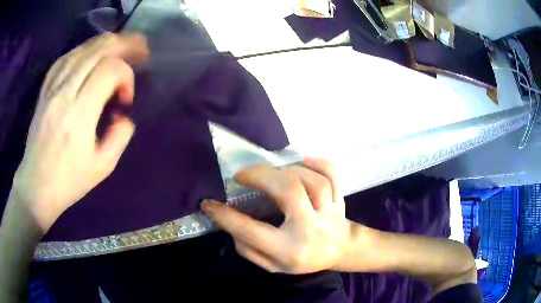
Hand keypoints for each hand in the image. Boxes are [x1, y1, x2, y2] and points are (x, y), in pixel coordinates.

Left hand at [10, 33, 148, 231]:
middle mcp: (64, 94)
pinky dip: (83, 49)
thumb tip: (124, 114)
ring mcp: (52, 88)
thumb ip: (120, 136)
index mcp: (79, 115)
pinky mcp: (45, 90)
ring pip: (82, 49)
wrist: (36, 186)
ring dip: (106, 43)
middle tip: (140, 50)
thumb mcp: (103, 167)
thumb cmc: (69, 181)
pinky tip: (91, 52)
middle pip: (97, 50)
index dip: (126, 76)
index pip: (109, 71)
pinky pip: (65, 58)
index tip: (126, 99)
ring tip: (122, 44)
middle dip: (124, 45)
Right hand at [201, 158, 352, 273]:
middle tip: (242, 175)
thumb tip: (230, 224)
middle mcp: (310, 228)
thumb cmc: (303, 260)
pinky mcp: (339, 198)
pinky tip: (304, 160)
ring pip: (312, 181)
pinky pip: (333, 175)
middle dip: (261, 176)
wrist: (341, 251)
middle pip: (289, 192)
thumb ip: (249, 249)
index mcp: (289, 249)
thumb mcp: (272, 266)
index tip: (209, 204)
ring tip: (272, 173)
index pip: (251, 231)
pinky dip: (320, 163)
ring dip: (287, 171)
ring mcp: (329, 211)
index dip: (225, 216)